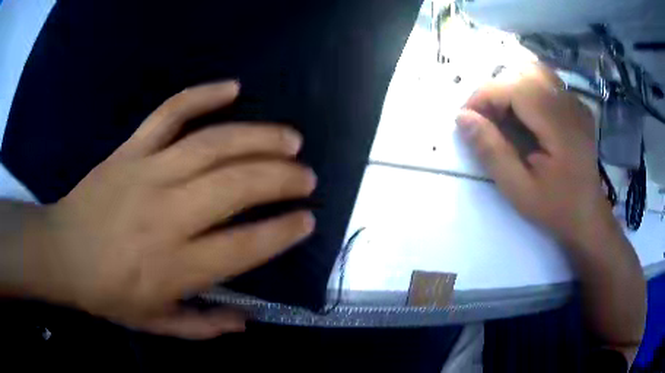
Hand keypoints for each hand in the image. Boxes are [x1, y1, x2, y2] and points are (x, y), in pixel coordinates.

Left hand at [26, 81, 315, 338]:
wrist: (62, 253)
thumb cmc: (108, 294)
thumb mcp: (156, 323)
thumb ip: (204, 326)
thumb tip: (247, 320)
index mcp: (175, 266)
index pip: (244, 246)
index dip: (283, 231)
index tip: (307, 221)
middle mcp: (166, 215)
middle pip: (236, 187)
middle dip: (282, 179)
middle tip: (307, 177)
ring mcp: (147, 173)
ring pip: (212, 145)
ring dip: (259, 138)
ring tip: (291, 139)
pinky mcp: (130, 149)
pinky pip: (169, 113)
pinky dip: (202, 95)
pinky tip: (233, 88)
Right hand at [456, 65, 617, 247]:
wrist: (589, 216)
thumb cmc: (557, 208)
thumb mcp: (519, 190)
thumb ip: (492, 152)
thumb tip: (462, 118)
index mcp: (558, 124)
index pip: (513, 86)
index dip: (483, 96)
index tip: (467, 119)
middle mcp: (568, 103)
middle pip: (523, 71)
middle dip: (496, 89)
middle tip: (487, 119)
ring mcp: (574, 102)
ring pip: (534, 71)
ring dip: (511, 87)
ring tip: (504, 115)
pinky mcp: (575, 106)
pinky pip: (546, 82)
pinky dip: (526, 90)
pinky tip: (525, 116)